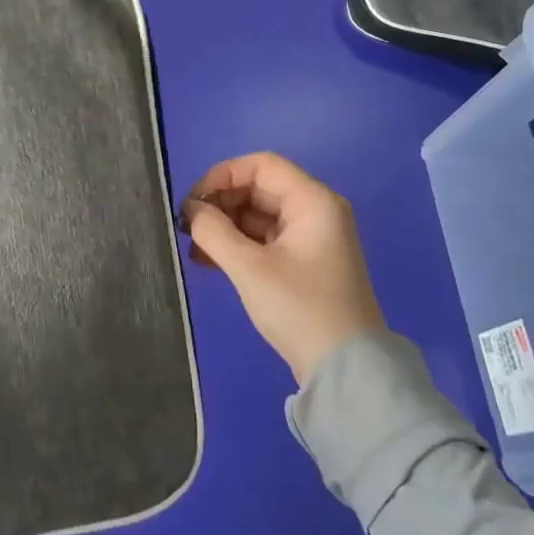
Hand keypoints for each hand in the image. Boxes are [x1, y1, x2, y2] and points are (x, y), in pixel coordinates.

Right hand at [181, 152, 387, 385]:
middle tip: (188, 227)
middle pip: (258, 188)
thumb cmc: (299, 307)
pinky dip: (237, 243)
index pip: (261, 165)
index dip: (222, 175)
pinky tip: (208, 260)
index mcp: (312, 202)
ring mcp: (311, 238)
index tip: (193, 202)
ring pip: (258, 215)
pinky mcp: (303, 262)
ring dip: (224, 226)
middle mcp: (315, 211)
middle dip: (220, 203)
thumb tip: (190, 209)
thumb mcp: (249, 268)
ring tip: (193, 247)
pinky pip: (264, 238)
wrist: (345, 368)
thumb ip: (213, 231)